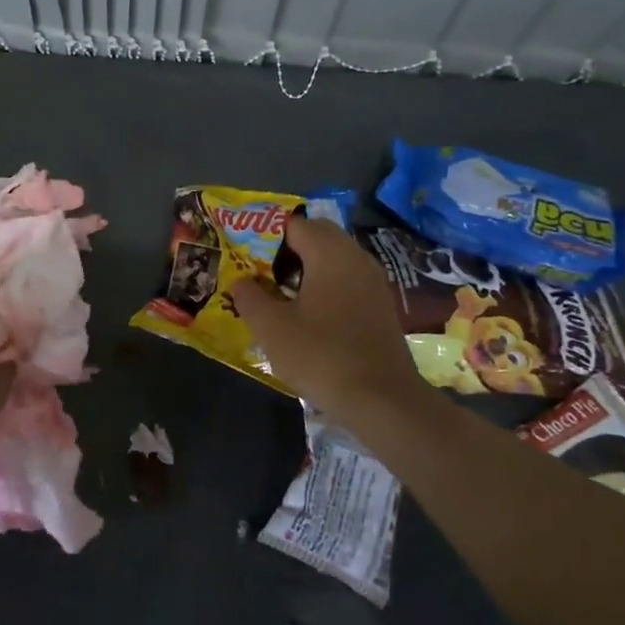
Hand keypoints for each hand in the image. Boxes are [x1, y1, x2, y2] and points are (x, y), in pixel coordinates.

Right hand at [231, 218, 419, 420]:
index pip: (293, 224)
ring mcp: (373, 281)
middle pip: (317, 235)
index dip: (265, 235)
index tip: (245, 254)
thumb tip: (241, 281)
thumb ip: (249, 296)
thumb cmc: (321, 355)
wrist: (382, 401)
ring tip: (281, 292)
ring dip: (308, 266)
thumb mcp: (271, 327)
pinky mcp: (381, 305)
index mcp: (329, 252)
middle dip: (287, 247)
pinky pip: (348, 279)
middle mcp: (355, 257)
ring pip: (335, 257)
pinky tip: (309, 313)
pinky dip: (326, 284)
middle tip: (261, 270)